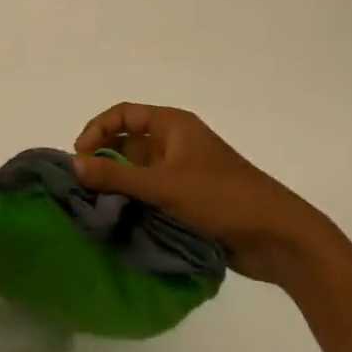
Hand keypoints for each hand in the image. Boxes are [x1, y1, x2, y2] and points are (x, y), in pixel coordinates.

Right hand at [73, 103, 317, 282]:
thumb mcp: (165, 185)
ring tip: (96, 207)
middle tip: (82, 186)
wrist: (278, 236)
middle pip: (129, 142)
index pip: (124, 114)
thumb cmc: (222, 198)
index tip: (78, 156)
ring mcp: (184, 173)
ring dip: (119, 185)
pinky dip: (136, 203)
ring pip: (139, 172)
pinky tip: (120, 221)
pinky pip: (153, 194)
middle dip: (105, 160)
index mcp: (174, 125)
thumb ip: (117, 175)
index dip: (98, 129)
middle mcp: (176, 143)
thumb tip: (73, 163)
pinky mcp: (190, 200)